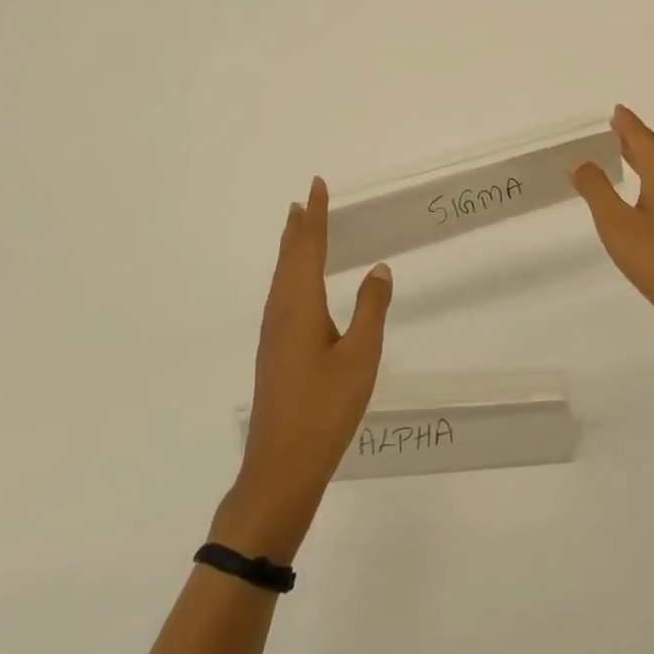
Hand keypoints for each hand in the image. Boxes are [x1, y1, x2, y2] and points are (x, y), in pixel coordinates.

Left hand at [214, 177, 392, 562]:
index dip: (316, 216)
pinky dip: (291, 274)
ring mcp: (274, 334)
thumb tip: (379, 269)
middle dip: (299, 228)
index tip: (317, 185)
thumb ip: (371, 309)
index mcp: (300, 305)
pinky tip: (298, 286)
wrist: (281, 468)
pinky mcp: (274, 352)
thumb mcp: (360, 357)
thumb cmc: (325, 409)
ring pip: (282, 277)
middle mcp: (281, 312)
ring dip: (291, 249)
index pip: (308, 247)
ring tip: (299, 228)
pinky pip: (281, 295)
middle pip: (289, 259)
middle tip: (305, 200)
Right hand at [570, 105, 653, 351]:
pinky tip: (644, 192)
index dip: (629, 124)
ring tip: (625, 152)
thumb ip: (596, 190)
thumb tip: (580, 160)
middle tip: (616, 126)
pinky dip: (652, 177)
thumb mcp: (616, 224)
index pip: (644, 140)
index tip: (616, 110)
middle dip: (637, 137)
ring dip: (645, 157)